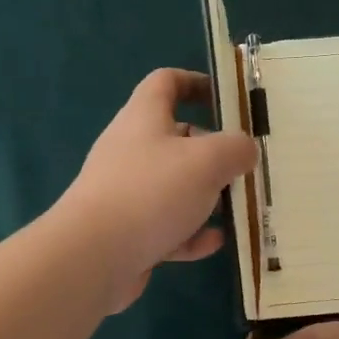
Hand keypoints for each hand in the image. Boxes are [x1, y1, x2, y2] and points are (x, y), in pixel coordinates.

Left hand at [56, 68, 255, 312]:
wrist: (93, 256)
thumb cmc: (152, 192)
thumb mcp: (207, 161)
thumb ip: (235, 149)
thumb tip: (246, 150)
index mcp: (144, 117)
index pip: (166, 82)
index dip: (196, 82)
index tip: (228, 99)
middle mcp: (131, 149)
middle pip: (176, 138)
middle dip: (212, 150)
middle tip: (244, 165)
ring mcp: (126, 192)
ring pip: (173, 185)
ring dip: (205, 195)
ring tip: (237, 206)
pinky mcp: (125, 231)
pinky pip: (166, 225)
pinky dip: (190, 231)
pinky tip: (216, 242)